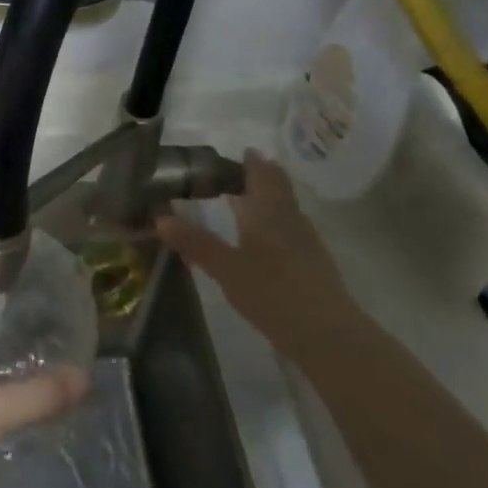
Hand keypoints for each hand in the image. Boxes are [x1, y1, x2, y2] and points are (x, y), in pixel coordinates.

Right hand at [156, 151, 353, 344]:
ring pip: (286, 210)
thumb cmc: (272, 291)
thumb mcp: (225, 267)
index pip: (262, 173)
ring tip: (244, 204)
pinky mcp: (314, 266)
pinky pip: (291, 232)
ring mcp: (306, 243)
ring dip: (267, 202)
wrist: (328, 334)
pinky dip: (274, 227)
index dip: (252, 161)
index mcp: (269, 210)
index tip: (239, 152)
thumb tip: (160, 219)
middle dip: (260, 178)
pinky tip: (263, 243)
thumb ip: (194, 242)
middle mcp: (290, 219)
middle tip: (235, 176)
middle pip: (278, 189)